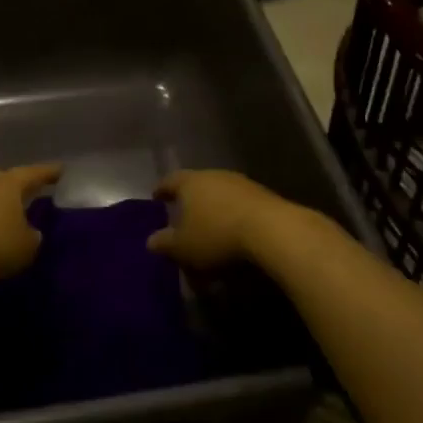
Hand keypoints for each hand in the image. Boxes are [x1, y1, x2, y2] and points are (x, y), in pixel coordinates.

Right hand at [147, 170, 291, 269]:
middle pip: (197, 186)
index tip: (156, 197)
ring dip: (213, 211)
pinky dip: (233, 218)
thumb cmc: (217, 234)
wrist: (272, 230)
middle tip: (183, 218)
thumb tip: (151, 241)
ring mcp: (241, 184)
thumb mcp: (183, 246)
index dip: (161, 190)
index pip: (170, 181)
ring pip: (220, 195)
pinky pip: (240, 205)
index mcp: (191, 182)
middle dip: (189, 202)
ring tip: (210, 231)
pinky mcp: (263, 196)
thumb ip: (165, 243)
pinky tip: (234, 235)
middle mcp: (215, 176)